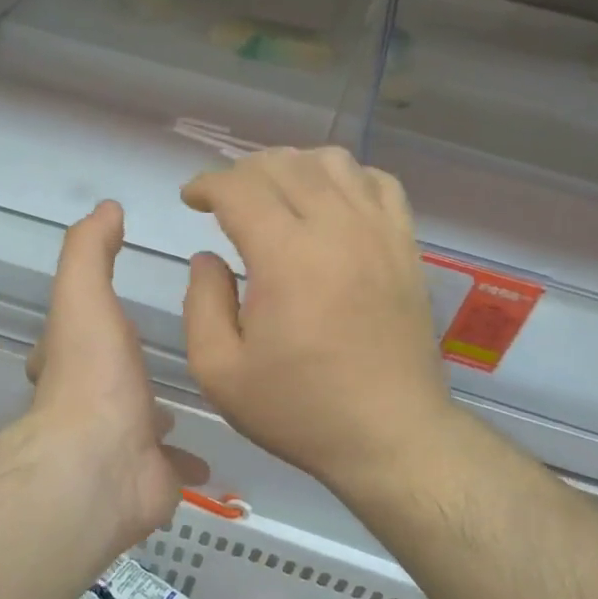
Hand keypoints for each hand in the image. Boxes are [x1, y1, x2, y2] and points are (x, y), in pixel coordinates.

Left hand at [26, 201, 206, 547]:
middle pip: (107, 381)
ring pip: (142, 425)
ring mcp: (120, 445)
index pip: (73, 336)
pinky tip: (212, 449)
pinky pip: (173, 466)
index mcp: (71, 362)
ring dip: (158, 415)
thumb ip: (91, 250)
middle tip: (160, 357)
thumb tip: (106, 208)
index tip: (116, 308)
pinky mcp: (150, 479)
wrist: (102, 464)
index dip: (87, 319)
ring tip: (194, 395)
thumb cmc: (94, 375)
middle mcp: (88, 405)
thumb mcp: (85, 295)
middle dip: (127, 371)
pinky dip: (188, 460)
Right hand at [181, 148, 453, 498]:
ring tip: (275, 195)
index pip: (240, 187)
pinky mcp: (406, 246)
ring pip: (333, 162)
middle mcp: (336, 229)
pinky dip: (347, 178)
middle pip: (283, 165)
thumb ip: (201, 304)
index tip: (191, 199)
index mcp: (286, 257)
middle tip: (224, 200)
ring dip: (293, 166)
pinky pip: (379, 183)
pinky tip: (331, 203)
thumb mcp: (220, 372)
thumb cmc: (299, 410)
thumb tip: (208, 258)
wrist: (391, 436)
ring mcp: (379, 233)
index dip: (207, 184)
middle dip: (243, 172)